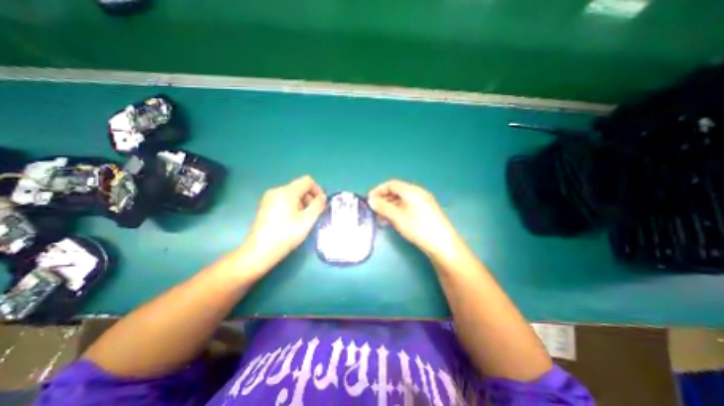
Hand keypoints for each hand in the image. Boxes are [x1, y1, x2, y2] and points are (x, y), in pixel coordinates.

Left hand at [243, 174, 324, 266]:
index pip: (307, 181)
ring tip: (302, 220)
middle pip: (299, 187)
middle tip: (312, 215)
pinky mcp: (265, 206)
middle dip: (309, 198)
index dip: (318, 190)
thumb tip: (323, 197)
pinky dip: (292, 207)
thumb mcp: (307, 220)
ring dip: (302, 204)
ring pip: (292, 194)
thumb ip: (318, 205)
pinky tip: (291, 221)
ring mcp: (269, 198)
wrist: (260, 251)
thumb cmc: (286, 234)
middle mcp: (276, 190)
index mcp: (287, 191)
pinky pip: (284, 200)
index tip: (321, 204)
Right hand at [369, 180, 463, 260]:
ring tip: (380, 218)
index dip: (378, 190)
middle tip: (373, 210)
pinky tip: (391, 221)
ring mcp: (423, 203)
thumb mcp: (397, 217)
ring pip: (401, 201)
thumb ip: (383, 207)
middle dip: (383, 200)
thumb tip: (371, 200)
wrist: (442, 244)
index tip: (369, 200)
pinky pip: (407, 208)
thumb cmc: (418, 227)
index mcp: (412, 191)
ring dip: (389, 207)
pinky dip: (397, 212)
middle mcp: (418, 194)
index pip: (391, 184)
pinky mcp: (425, 213)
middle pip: (397, 192)